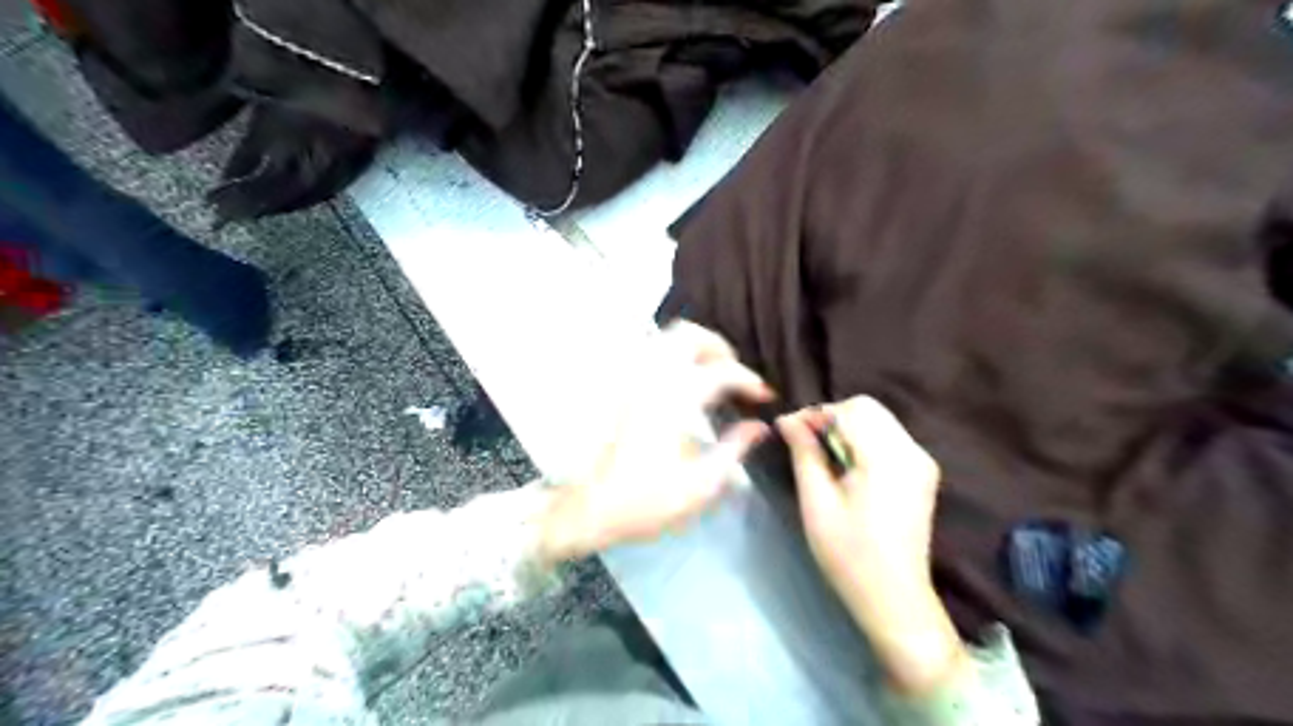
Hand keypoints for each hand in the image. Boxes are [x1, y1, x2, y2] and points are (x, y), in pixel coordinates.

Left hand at [537, 321, 764, 563]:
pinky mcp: (620, 389)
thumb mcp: (701, 484)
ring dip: (694, 348)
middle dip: (719, 349)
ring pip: (665, 339)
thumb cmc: (647, 500)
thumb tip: (759, 426)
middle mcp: (651, 380)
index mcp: (675, 401)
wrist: (591, 508)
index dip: (749, 380)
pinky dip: (672, 356)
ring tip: (711, 373)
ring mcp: (631, 380)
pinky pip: (649, 354)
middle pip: (689, 336)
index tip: (764, 397)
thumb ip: (735, 448)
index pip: (722, 372)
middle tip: (735, 375)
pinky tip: (682, 380)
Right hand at [772, 396, 964, 698]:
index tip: (791, 431)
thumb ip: (804, 453)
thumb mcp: (817, 502)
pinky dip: (865, 440)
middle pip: (869, 409)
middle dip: (833, 418)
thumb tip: (787, 419)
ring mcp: (922, 462)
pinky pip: (890, 437)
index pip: (851, 409)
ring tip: (824, 456)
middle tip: (805, 443)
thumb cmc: (848, 554)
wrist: (894, 598)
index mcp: (887, 459)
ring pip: (880, 420)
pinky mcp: (924, 473)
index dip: (817, 413)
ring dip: (848, 428)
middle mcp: (912, 452)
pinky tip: (848, 467)